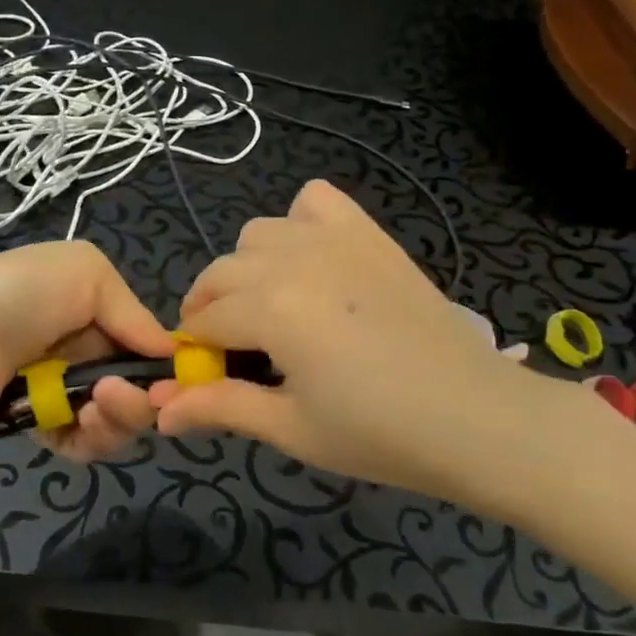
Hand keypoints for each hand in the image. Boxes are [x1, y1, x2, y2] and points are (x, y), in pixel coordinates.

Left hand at [0, 241, 176, 461]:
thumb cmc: (22, 294)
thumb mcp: (87, 273)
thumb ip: (134, 313)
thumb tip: (171, 353)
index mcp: (95, 306)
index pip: (145, 343)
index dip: (166, 366)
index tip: (179, 383)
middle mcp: (82, 347)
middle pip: (136, 386)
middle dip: (142, 398)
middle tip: (120, 397)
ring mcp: (60, 388)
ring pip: (114, 419)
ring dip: (117, 420)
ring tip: (94, 409)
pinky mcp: (37, 425)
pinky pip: (81, 443)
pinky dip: (88, 440)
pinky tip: (77, 426)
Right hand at [151, 181, 570, 508]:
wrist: (477, 417)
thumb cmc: (380, 434)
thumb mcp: (291, 429)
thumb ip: (220, 409)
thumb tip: (158, 413)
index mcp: (269, 308)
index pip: (204, 320)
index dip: (196, 350)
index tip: (207, 377)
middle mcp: (291, 259)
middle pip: (221, 272)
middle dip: (214, 309)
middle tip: (241, 353)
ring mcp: (332, 238)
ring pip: (258, 234)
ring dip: (250, 268)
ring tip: (276, 309)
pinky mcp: (367, 233)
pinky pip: (315, 202)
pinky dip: (300, 221)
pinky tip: (313, 260)